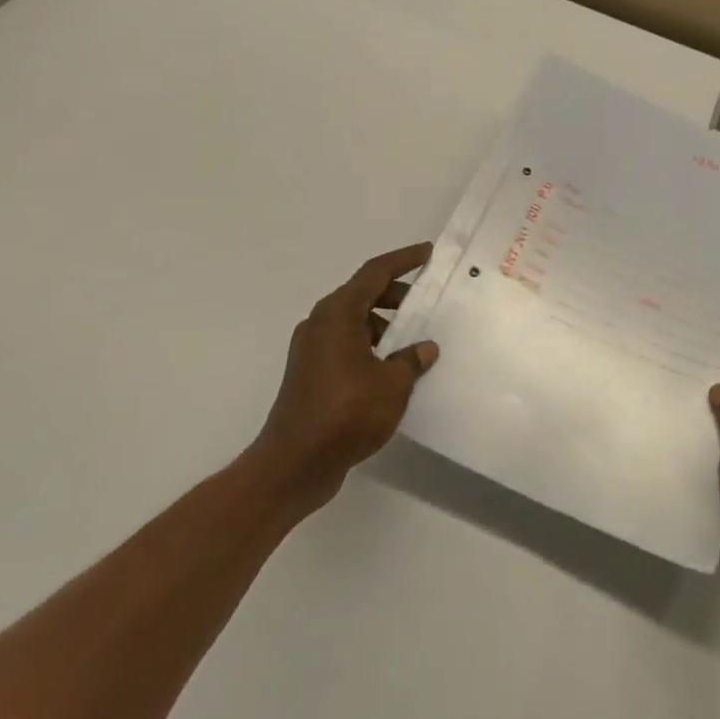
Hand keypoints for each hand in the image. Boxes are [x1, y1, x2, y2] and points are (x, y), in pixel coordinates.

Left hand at [252, 243, 439, 515]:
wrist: (293, 465)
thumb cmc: (345, 414)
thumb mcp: (392, 385)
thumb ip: (411, 361)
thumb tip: (424, 349)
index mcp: (338, 313)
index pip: (375, 272)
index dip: (403, 260)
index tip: (427, 253)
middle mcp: (321, 322)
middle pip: (363, 294)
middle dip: (396, 294)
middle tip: (425, 303)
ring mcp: (311, 349)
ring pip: (354, 320)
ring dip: (384, 323)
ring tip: (413, 341)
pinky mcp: (309, 373)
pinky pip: (346, 344)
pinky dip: (369, 345)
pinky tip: (391, 368)